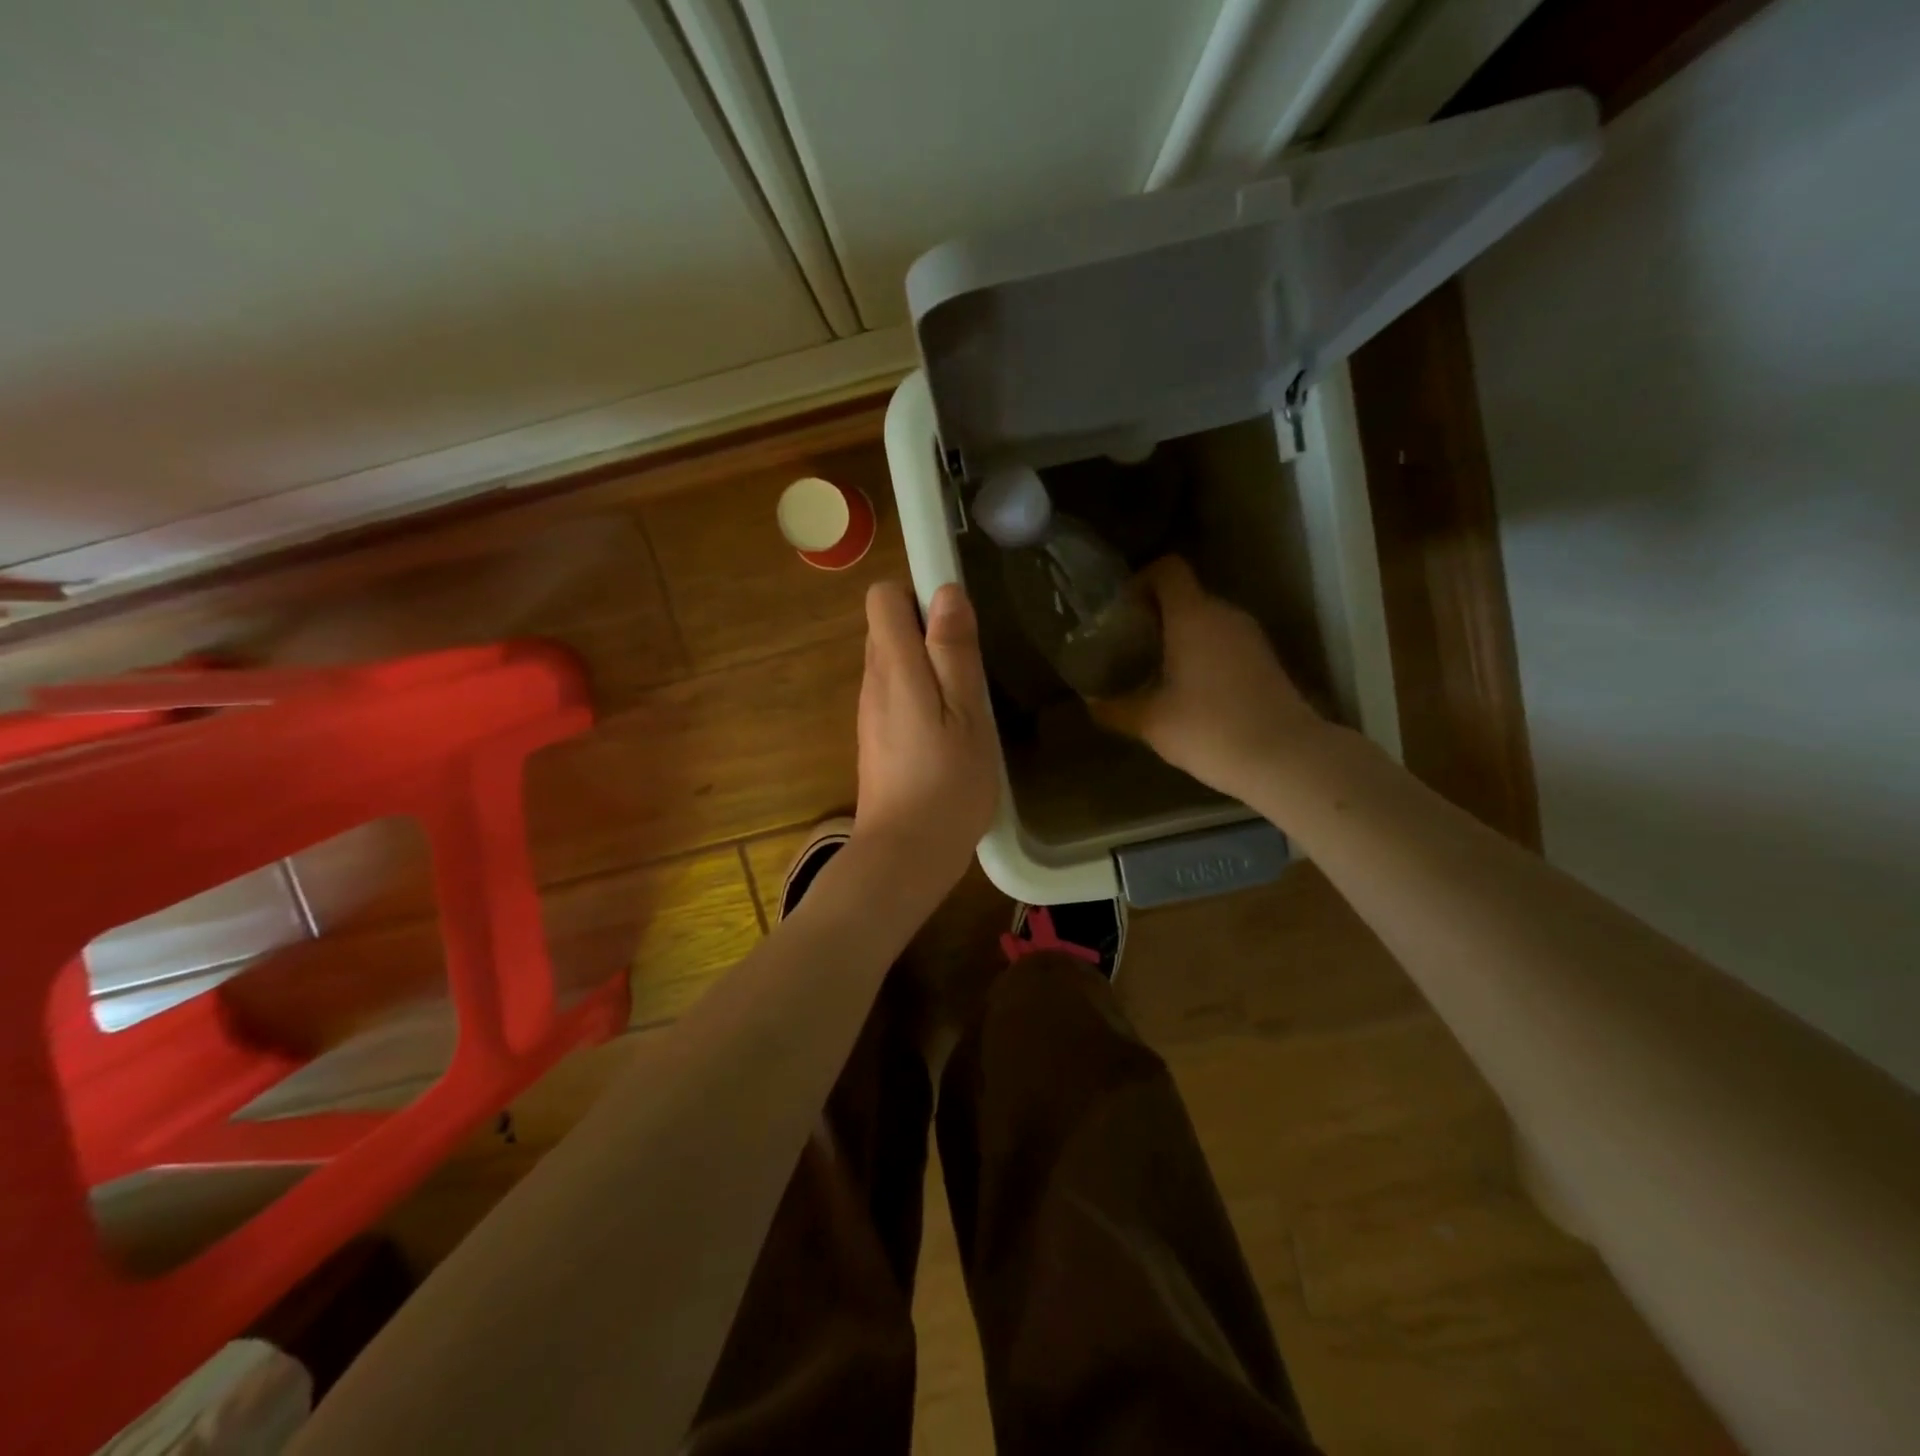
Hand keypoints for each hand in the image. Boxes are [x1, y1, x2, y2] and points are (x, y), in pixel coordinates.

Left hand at [851, 580, 999, 895]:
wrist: (905, 853)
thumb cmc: (948, 784)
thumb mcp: (967, 713)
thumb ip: (954, 652)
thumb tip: (945, 591)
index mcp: (894, 668)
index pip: (882, 598)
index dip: (917, 594)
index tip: (955, 620)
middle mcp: (873, 681)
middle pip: (888, 627)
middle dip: (927, 630)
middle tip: (969, 666)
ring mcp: (870, 711)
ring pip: (893, 661)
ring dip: (927, 665)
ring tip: (965, 701)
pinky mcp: (875, 736)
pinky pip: (895, 692)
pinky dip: (920, 694)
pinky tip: (947, 729)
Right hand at [1094, 557, 1324, 799]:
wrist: (1284, 758)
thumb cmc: (1209, 729)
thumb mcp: (1152, 723)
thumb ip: (1116, 708)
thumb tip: (1091, 703)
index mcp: (1193, 616)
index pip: (1168, 570)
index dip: (1142, 579)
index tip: (1122, 609)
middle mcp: (1225, 615)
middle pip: (1186, 596)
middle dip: (1155, 614)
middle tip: (1130, 645)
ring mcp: (1251, 637)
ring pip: (1207, 621)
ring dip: (1180, 636)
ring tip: (1155, 669)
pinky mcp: (1266, 660)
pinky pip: (1226, 642)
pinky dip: (1203, 654)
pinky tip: (1189, 690)